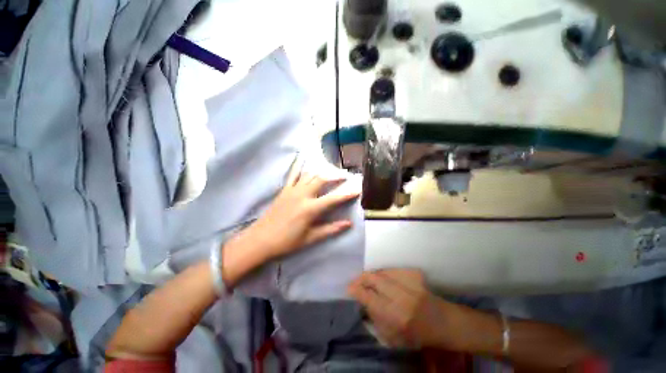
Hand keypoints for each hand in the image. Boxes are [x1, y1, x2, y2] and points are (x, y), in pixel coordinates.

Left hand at [239, 156, 360, 260]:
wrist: (260, 239)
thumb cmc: (287, 241)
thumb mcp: (310, 238)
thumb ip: (330, 229)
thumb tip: (348, 224)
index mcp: (310, 208)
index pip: (333, 198)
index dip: (347, 194)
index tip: (357, 189)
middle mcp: (303, 195)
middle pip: (322, 180)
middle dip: (335, 177)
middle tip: (345, 176)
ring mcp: (292, 190)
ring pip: (310, 175)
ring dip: (321, 172)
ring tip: (330, 172)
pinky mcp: (284, 189)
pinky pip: (293, 174)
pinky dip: (299, 165)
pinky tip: (302, 157)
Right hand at [349, 269, 460, 349]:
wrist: (442, 322)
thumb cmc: (417, 335)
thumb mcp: (393, 338)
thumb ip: (375, 320)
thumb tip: (362, 303)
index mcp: (394, 316)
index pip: (368, 297)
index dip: (355, 290)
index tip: (349, 288)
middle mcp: (400, 296)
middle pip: (373, 278)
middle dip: (361, 278)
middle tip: (356, 280)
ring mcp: (408, 283)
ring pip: (382, 271)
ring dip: (372, 274)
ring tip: (368, 278)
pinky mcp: (414, 274)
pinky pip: (392, 269)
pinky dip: (385, 272)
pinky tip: (383, 276)